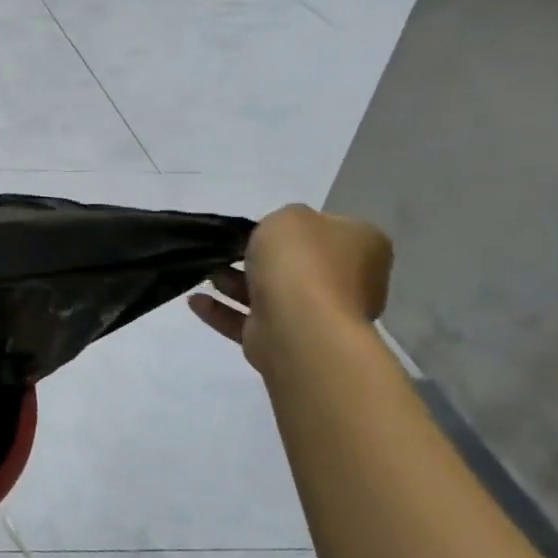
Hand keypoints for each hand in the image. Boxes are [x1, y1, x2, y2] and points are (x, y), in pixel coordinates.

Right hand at [189, 204, 392, 374]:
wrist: (300, 326)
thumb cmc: (301, 262)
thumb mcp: (290, 216)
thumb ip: (284, 219)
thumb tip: (282, 238)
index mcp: (362, 247)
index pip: (328, 229)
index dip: (293, 227)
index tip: (261, 227)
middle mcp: (348, 282)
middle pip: (297, 264)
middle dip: (257, 258)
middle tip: (226, 249)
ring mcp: (317, 315)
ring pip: (269, 293)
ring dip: (233, 282)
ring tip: (204, 271)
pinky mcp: (285, 340)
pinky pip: (248, 320)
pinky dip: (221, 310)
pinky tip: (196, 301)